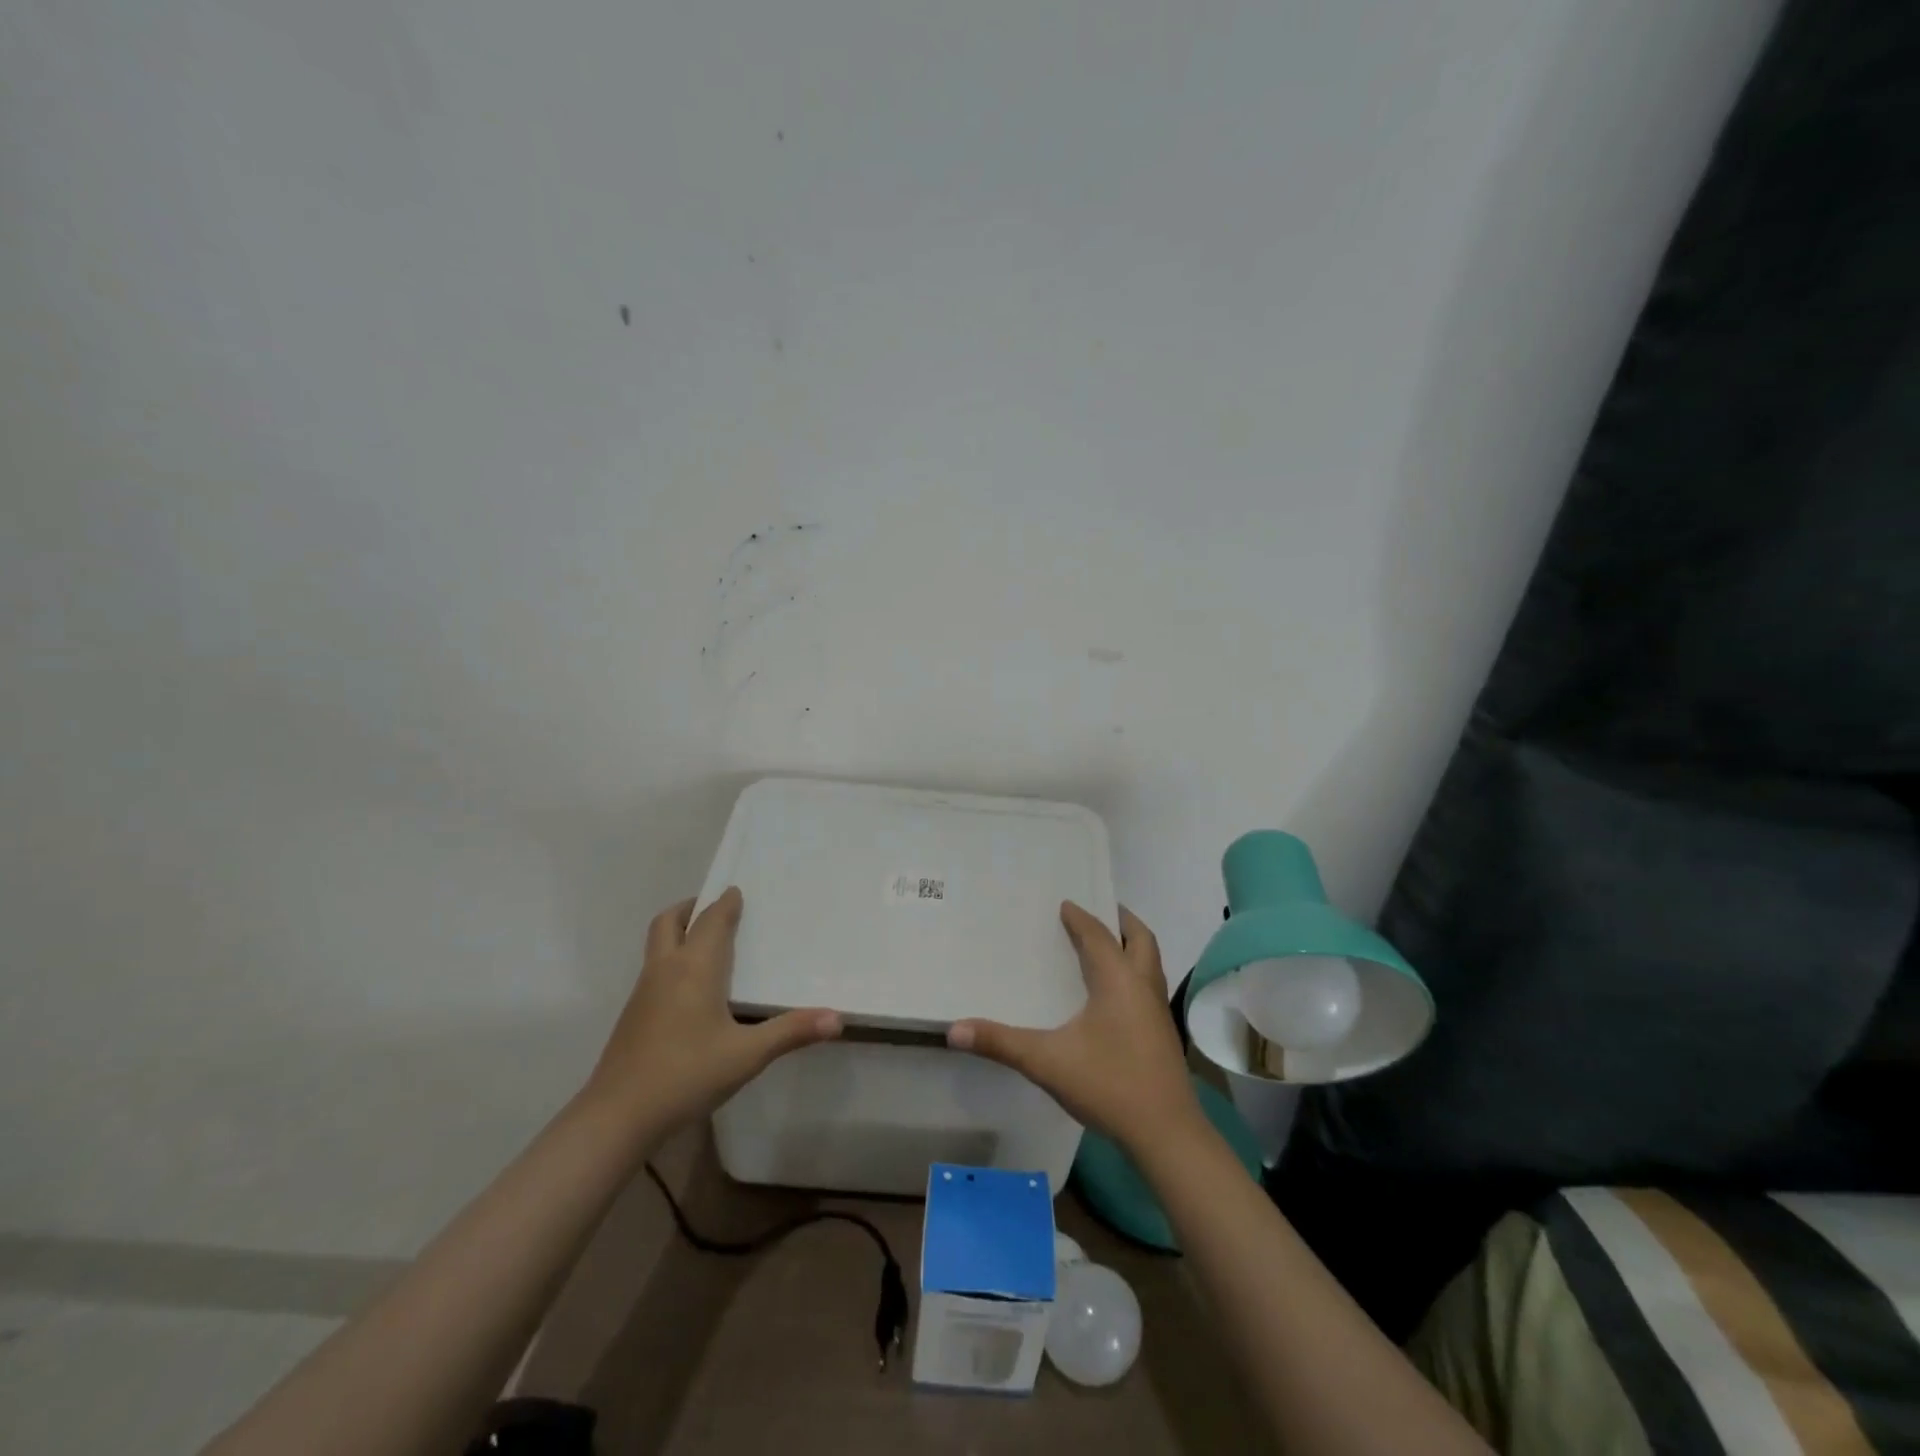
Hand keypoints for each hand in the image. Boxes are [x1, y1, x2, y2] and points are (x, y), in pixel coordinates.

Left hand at [580, 888, 842, 1142]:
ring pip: (657, 945)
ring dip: (679, 931)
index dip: (726, 903)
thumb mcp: (747, 1056)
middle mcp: (665, 969)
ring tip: (706, 942)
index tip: (738, 891)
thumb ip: (791, 1032)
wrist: (617, 1117)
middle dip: (691, 907)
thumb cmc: (686, 1075)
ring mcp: (643, 992)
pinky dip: (671, 959)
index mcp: (695, 968)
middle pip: (670, 921)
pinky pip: (654, 969)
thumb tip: (838, 1018)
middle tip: (715, 908)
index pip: (711, 920)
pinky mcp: (632, 1015)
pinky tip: (690, 989)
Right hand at [948, 902, 1200, 1154]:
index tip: (1065, 904)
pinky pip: (1149, 985)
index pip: (1098, 936)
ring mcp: (1158, 1010)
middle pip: (1140, 939)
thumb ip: (1001, 1043)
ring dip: (1132, 946)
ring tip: (1108, 944)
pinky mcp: (1163, 1034)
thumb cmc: (1108, 1085)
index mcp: (1118, 979)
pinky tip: (1115, 994)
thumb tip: (954, 1029)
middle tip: (1100, 910)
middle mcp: (1143, 986)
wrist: (1166, 1134)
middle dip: (1121, 920)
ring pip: (1150, 962)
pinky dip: (1134, 972)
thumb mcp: (1046, 1062)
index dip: (1081, 918)